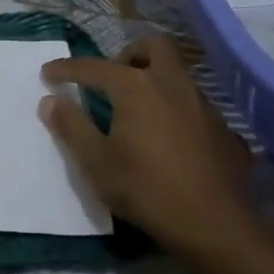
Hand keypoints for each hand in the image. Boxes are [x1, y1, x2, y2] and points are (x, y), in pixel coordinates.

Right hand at [40, 35, 258, 258]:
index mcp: (136, 86)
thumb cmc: (145, 189)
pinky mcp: (225, 131)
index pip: (93, 67)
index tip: (47, 74)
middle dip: (128, 54)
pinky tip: (172, 140)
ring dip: (155, 81)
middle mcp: (172, 84)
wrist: (215, 227)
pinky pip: (196, 107)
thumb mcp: (96, 161)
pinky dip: (178, 112)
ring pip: (178, 75)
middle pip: (153, 46)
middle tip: (112, 79)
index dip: (66, 68)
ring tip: (139, 110)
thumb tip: (50, 100)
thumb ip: (71, 126)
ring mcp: (204, 106)